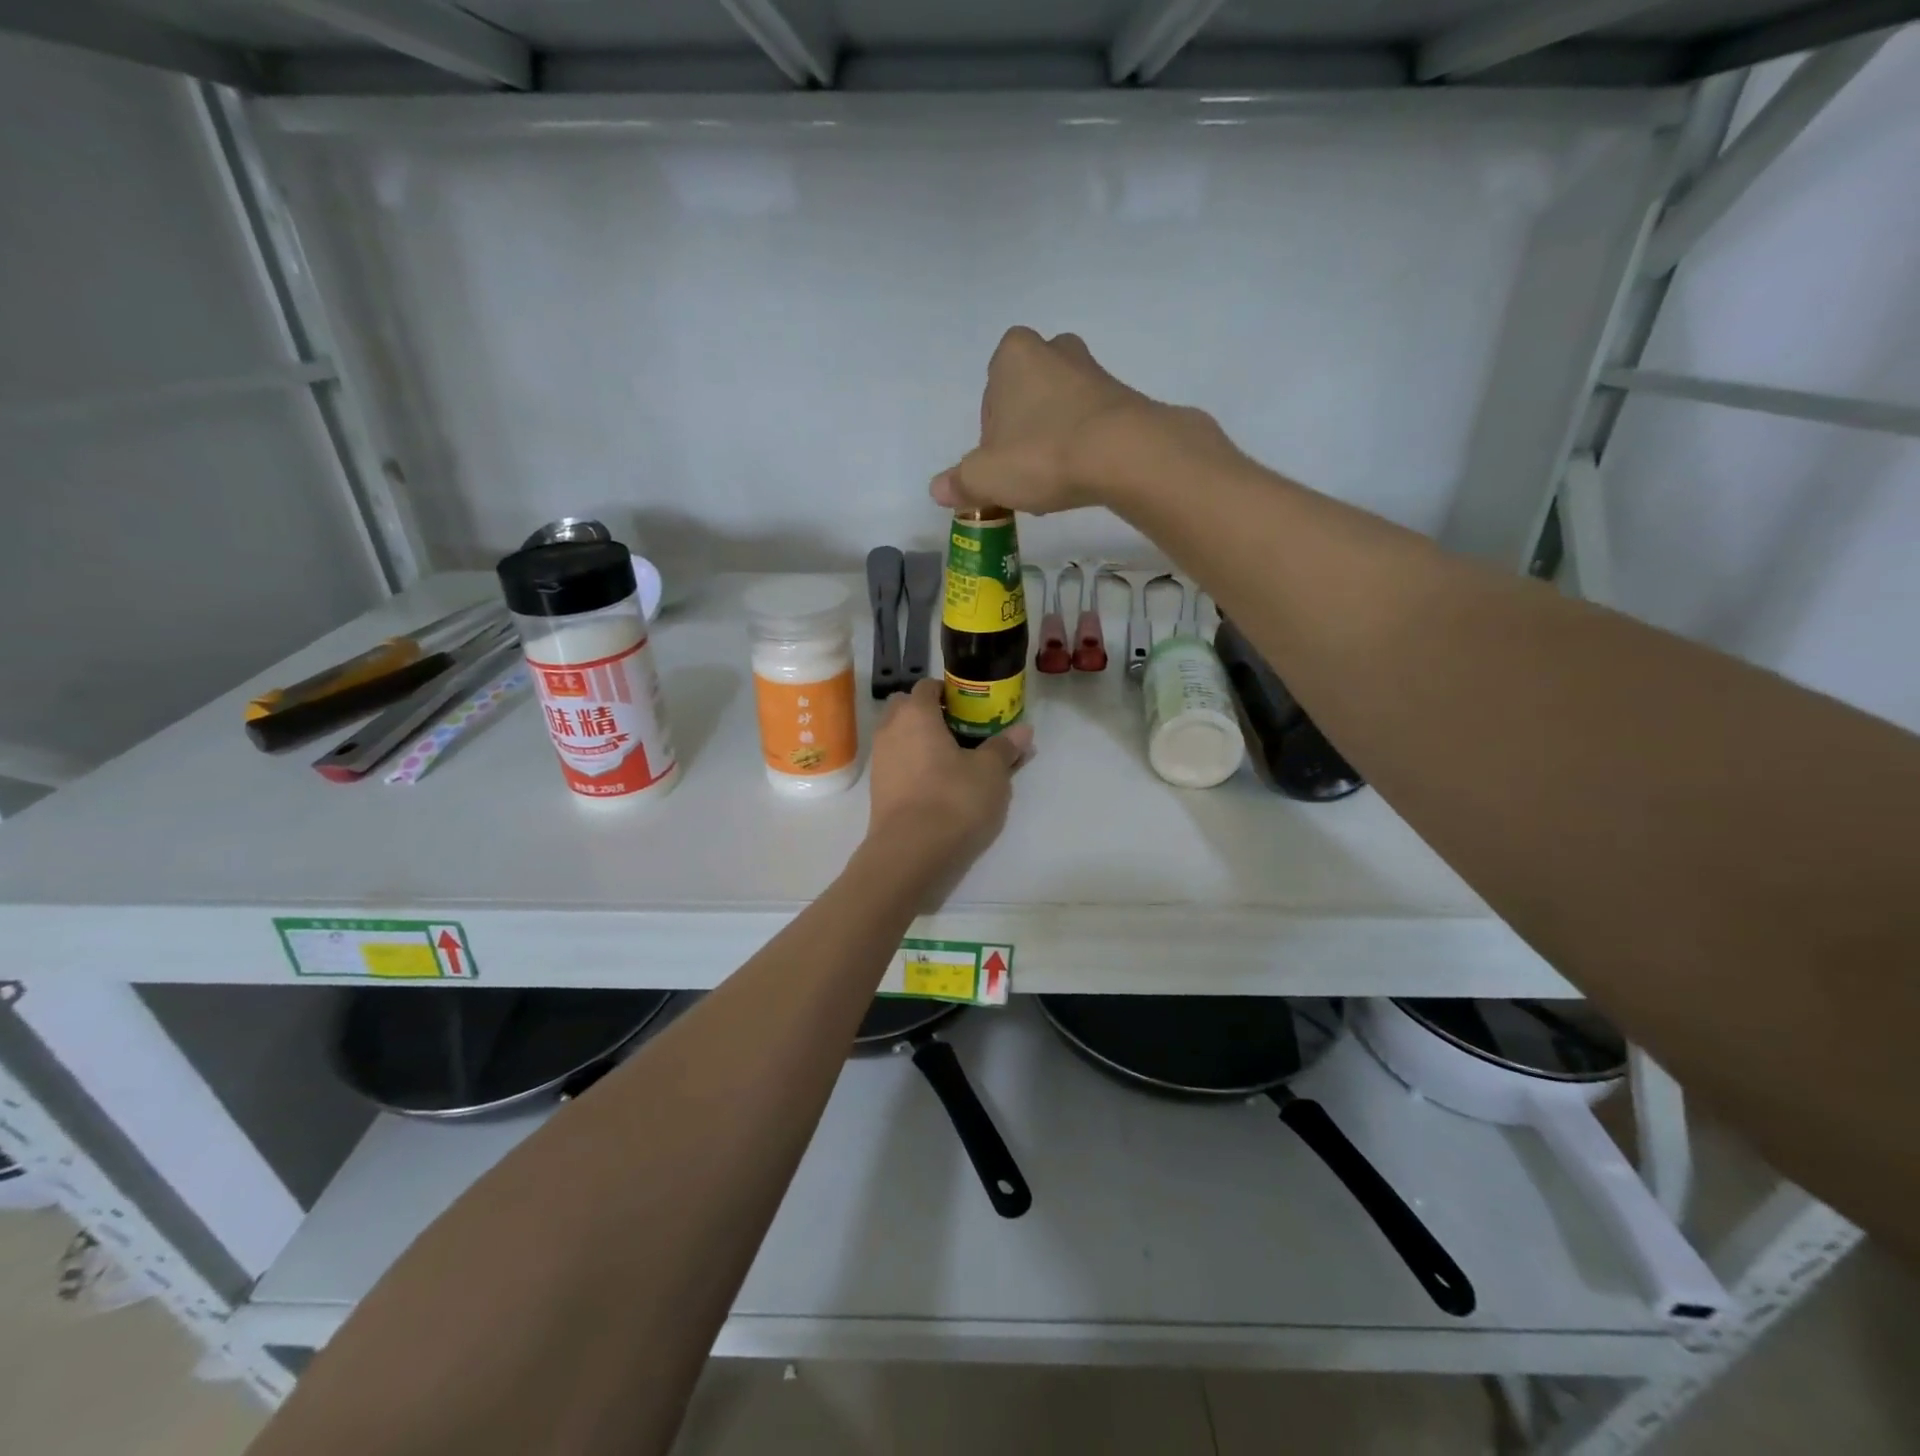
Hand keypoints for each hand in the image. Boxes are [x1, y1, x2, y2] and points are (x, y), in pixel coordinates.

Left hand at [866, 680, 1032, 873]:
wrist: (911, 853)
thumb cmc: (954, 798)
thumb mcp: (991, 772)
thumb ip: (1005, 747)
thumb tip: (1023, 730)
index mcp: (916, 714)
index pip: (928, 686)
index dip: (950, 692)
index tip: (973, 707)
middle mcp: (890, 731)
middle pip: (908, 710)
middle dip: (932, 715)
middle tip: (964, 732)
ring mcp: (880, 762)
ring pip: (902, 740)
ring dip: (924, 744)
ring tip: (957, 763)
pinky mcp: (879, 791)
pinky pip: (900, 766)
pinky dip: (917, 769)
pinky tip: (941, 788)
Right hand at [930, 327, 1228, 516]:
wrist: (1123, 455)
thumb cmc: (1042, 454)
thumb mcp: (986, 477)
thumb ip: (960, 482)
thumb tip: (939, 489)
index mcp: (1013, 354)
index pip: (990, 397)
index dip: (991, 437)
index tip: (1000, 466)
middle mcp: (1054, 349)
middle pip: (1025, 401)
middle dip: (1022, 435)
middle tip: (1025, 475)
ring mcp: (1093, 371)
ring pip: (1058, 412)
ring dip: (1052, 443)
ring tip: (1054, 482)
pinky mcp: (1123, 397)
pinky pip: (1089, 424)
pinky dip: (1082, 448)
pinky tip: (1081, 478)